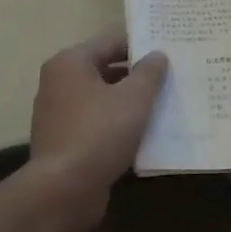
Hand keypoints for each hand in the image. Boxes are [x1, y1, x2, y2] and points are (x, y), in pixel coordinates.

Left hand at [27, 32, 168, 219]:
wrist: (64, 190)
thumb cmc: (99, 132)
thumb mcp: (134, 98)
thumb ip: (149, 72)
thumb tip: (157, 55)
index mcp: (71, 63)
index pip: (112, 41)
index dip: (142, 44)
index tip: (170, 49)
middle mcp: (59, 83)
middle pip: (106, 69)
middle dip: (138, 74)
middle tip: (172, 75)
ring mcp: (58, 114)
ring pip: (103, 98)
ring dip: (130, 100)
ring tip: (165, 103)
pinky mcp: (64, 141)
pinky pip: (98, 122)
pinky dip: (118, 123)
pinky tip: (144, 132)